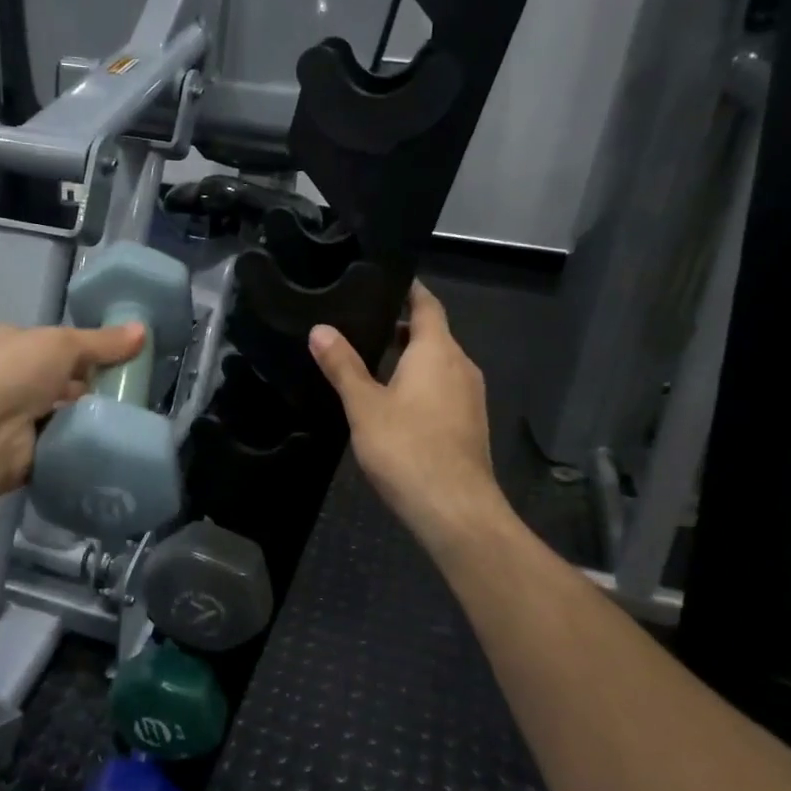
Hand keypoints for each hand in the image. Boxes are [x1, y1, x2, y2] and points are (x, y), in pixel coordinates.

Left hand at [0, 321, 145, 499]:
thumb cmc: (14, 372)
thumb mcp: (63, 344)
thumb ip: (102, 342)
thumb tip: (143, 330)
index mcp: (8, 344)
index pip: (50, 345)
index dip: (83, 350)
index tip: (118, 358)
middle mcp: (7, 379)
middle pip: (57, 381)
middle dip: (88, 387)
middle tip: (128, 391)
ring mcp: (12, 418)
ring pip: (60, 414)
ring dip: (84, 417)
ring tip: (124, 417)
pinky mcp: (21, 453)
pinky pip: (58, 444)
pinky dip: (76, 444)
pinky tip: (104, 442)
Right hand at [309, 282, 505, 553]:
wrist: (455, 509)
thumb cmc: (407, 449)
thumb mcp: (364, 406)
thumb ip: (343, 366)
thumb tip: (320, 329)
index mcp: (437, 351)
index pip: (426, 304)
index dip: (408, 290)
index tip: (382, 281)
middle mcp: (460, 365)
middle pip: (433, 333)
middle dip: (400, 326)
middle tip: (360, 323)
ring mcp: (470, 396)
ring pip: (438, 363)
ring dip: (409, 357)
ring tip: (369, 359)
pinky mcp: (469, 423)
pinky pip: (443, 388)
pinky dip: (420, 382)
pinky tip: (393, 400)